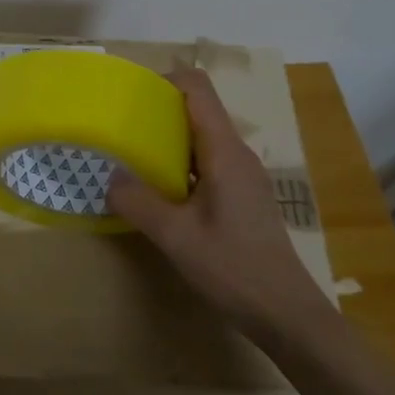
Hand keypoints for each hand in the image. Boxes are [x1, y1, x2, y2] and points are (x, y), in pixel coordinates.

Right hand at [107, 67, 331, 337]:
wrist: (285, 313)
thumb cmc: (233, 268)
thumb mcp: (175, 235)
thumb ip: (138, 201)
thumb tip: (109, 175)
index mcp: (224, 152)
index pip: (198, 89)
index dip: (164, 80)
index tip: (127, 94)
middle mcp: (236, 156)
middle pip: (197, 111)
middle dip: (156, 111)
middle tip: (116, 127)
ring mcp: (241, 177)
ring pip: (199, 140)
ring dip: (164, 141)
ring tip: (126, 156)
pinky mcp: (240, 198)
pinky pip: (203, 165)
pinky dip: (176, 165)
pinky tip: (154, 191)